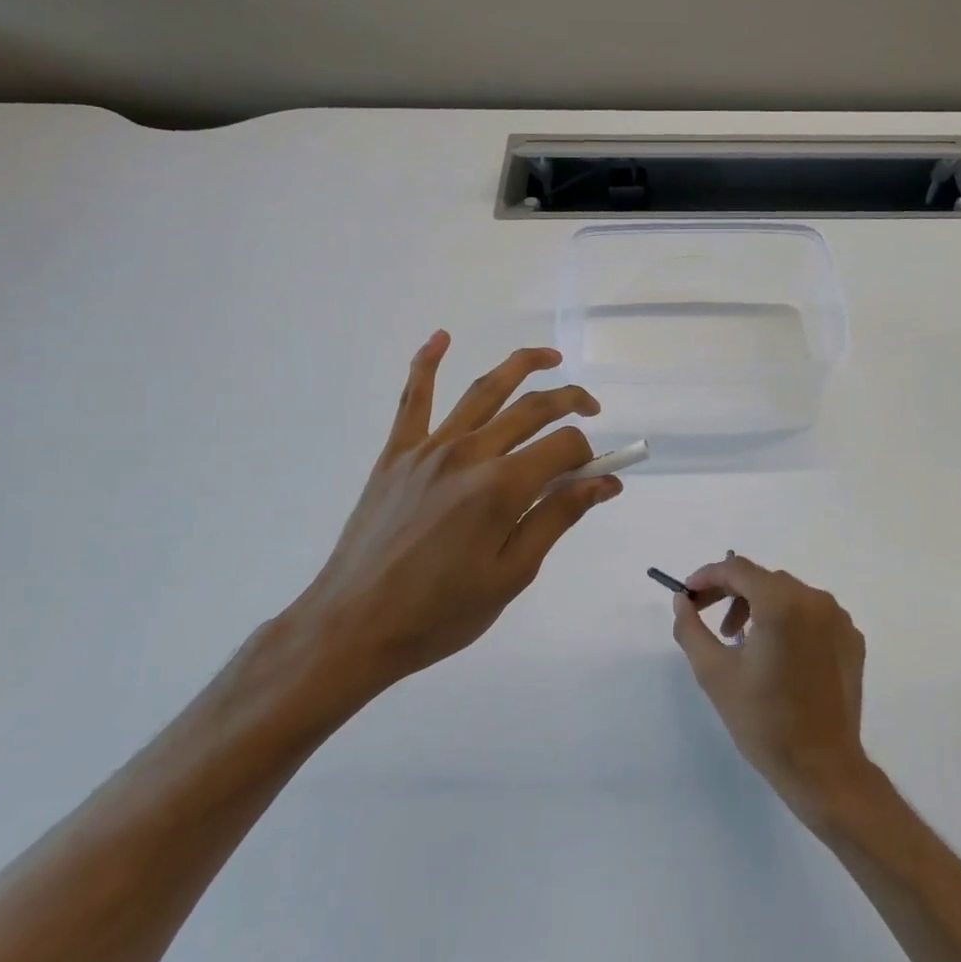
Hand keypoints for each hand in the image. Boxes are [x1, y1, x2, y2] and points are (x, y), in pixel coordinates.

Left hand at [283, 332, 621, 721]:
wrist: (354, 625)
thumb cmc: (441, 612)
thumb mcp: (513, 574)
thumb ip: (559, 517)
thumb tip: (606, 482)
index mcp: (502, 487)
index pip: (564, 446)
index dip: (589, 456)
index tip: (597, 475)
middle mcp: (470, 453)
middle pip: (533, 408)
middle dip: (571, 401)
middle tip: (591, 407)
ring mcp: (429, 447)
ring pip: (484, 391)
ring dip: (522, 366)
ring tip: (550, 358)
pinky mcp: (396, 452)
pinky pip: (413, 398)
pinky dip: (426, 363)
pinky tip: (441, 337)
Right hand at [670, 554, 875, 826]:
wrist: (823, 769)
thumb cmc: (764, 721)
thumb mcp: (714, 673)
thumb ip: (691, 628)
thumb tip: (682, 600)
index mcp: (782, 603)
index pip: (737, 569)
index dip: (707, 576)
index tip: (687, 595)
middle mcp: (815, 600)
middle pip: (763, 579)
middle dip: (730, 592)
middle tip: (707, 618)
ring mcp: (839, 619)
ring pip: (788, 594)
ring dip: (758, 606)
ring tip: (740, 641)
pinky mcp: (851, 639)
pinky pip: (811, 614)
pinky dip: (788, 621)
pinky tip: (776, 655)